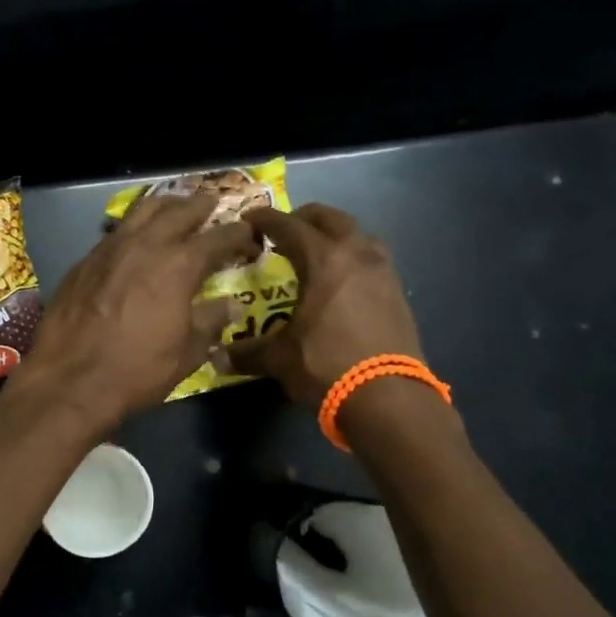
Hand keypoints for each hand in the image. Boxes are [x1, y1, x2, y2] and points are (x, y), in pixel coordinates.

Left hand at [14, 192, 260, 433]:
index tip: (249, 236)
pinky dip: (134, 227)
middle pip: (179, 211)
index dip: (238, 235)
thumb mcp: (187, 353)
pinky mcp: (85, 260)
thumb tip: (231, 305)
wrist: (69, 379)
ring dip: (164, 206)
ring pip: (142, 211)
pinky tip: (135, 239)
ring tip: (174, 207)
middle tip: (212, 204)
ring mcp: (110, 248)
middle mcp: (146, 244)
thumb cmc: (137, 370)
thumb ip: (211, 322)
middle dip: (200, 206)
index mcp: (179, 265)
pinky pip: (116, 231)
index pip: (218, 238)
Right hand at [224, 203, 422, 405]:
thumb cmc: (327, 366)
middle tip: (283, 232)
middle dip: (303, 218)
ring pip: (358, 234)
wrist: (389, 398)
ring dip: (334, 235)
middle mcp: (356, 254)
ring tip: (317, 253)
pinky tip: (342, 282)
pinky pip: (372, 259)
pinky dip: (353, 258)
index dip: (265, 220)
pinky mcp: (398, 292)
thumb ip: (248, 352)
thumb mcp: (280, 359)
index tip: (249, 220)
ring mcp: (383, 271)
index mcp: (324, 260)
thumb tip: (217, 359)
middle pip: (329, 218)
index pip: (289, 226)